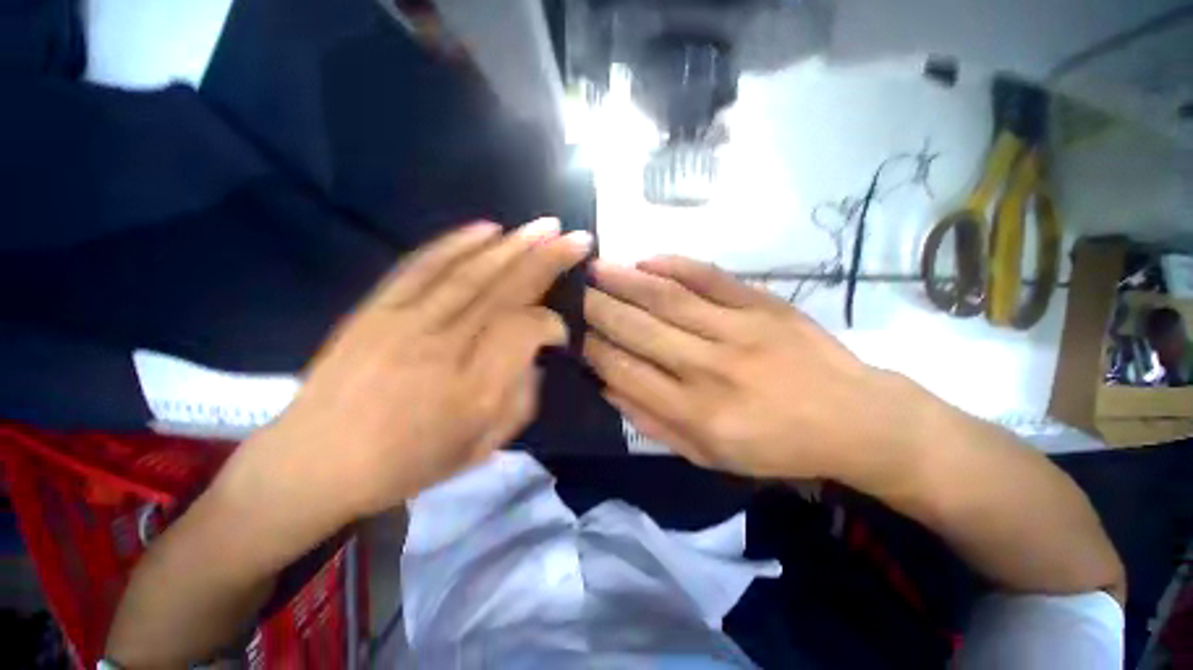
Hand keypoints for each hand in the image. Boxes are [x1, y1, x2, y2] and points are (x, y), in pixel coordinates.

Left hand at [238, 219, 591, 519]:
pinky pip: (422, 266)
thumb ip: (520, 400)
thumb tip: (534, 356)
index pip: (526, 331)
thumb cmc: (406, 464)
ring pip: (471, 272)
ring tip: (544, 226)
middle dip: (547, 259)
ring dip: (513, 245)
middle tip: (574, 237)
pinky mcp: (376, 309)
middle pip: (505, 290)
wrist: (314, 464)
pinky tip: (486, 228)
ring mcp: (405, 322)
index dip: (552, 323)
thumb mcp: (480, 449)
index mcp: (474, 391)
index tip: (560, 331)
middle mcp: (444, 348)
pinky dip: (457, 243)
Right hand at [583, 256, 924, 482]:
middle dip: (598, 308)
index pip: (626, 371)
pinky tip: (647, 259)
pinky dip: (675, 265)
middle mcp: (711, 368)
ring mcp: (739, 330)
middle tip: (571, 290)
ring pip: (668, 299)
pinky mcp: (763, 305)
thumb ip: (653, 423)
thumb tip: (608, 386)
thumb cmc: (776, 447)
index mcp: (697, 413)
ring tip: (596, 267)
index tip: (572, 331)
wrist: (853, 419)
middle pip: (640, 330)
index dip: (593, 349)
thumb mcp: (709, 457)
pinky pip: (710, 278)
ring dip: (625, 280)